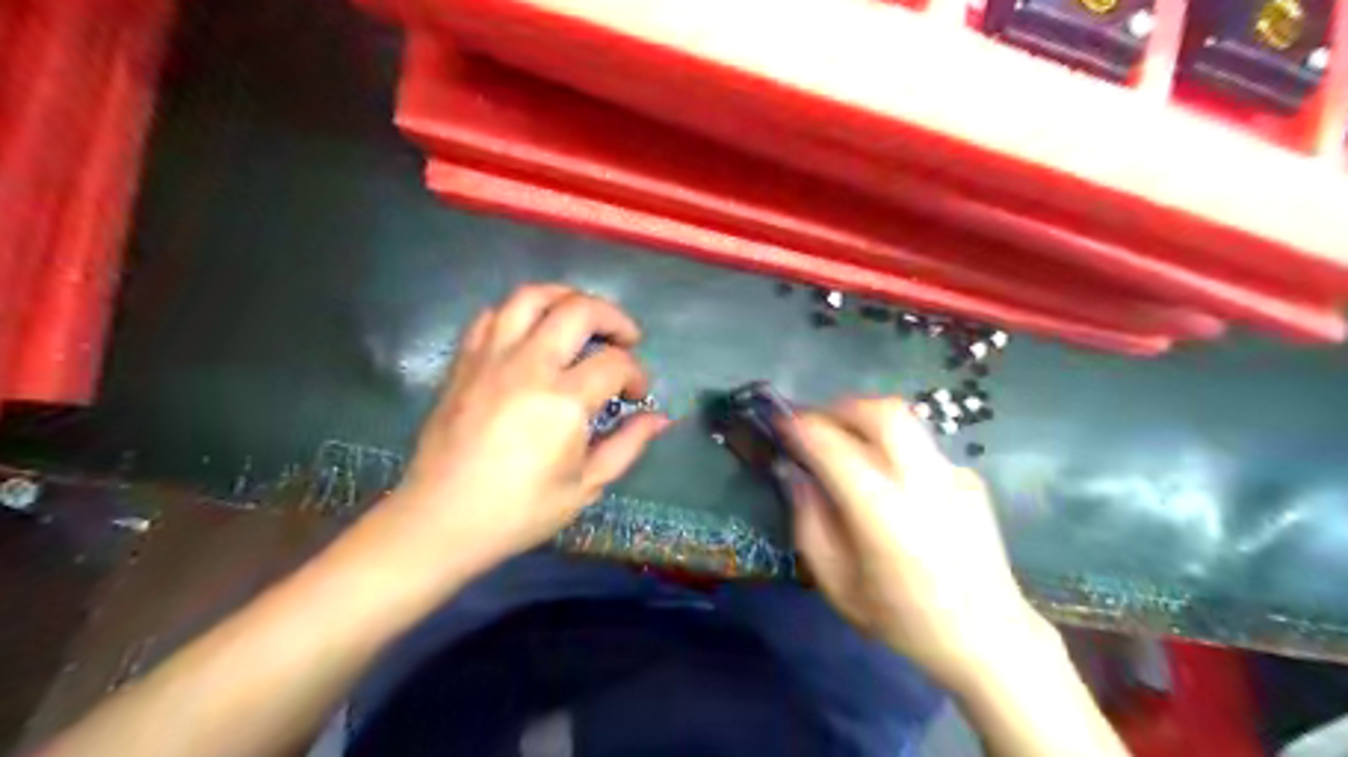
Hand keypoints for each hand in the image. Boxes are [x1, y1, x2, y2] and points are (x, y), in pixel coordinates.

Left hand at [389, 286, 666, 570]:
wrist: (439, 520)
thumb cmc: (518, 511)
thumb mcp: (585, 487)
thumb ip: (627, 445)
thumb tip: (659, 418)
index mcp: (563, 401)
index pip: (615, 363)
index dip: (637, 373)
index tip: (638, 394)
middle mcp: (529, 366)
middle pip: (579, 310)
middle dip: (614, 318)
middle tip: (626, 338)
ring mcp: (491, 358)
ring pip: (532, 297)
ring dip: (567, 297)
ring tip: (582, 317)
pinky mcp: (464, 361)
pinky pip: (493, 315)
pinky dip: (520, 313)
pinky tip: (533, 333)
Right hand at [781, 396, 1050, 691]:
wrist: (988, 637)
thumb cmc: (903, 619)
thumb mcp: (837, 584)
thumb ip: (810, 524)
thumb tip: (798, 476)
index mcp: (882, 513)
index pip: (835, 448)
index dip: (802, 428)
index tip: (782, 423)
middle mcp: (922, 482)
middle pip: (882, 413)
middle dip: (842, 408)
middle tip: (818, 423)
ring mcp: (952, 476)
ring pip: (907, 420)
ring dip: (868, 421)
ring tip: (848, 444)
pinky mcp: (970, 479)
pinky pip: (922, 447)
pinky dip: (895, 449)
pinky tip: (891, 482)